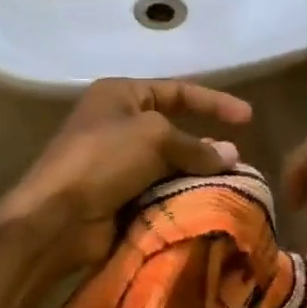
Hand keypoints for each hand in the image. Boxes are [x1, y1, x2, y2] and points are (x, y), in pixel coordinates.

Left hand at [1, 78, 252, 271]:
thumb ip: (196, 146)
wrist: (57, 217)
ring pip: (169, 165)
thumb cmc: (103, 159)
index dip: (213, 101)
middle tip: (239, 162)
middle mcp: (118, 123)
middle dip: (206, 145)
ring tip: (231, 188)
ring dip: (196, 176)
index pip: (176, 90)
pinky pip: (159, 191)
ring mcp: (117, 162)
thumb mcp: (154, 137)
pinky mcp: (119, 196)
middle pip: (174, 129)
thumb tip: (232, 155)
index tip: (248, 118)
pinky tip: (207, 206)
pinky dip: (181, 197)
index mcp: (120, 95)